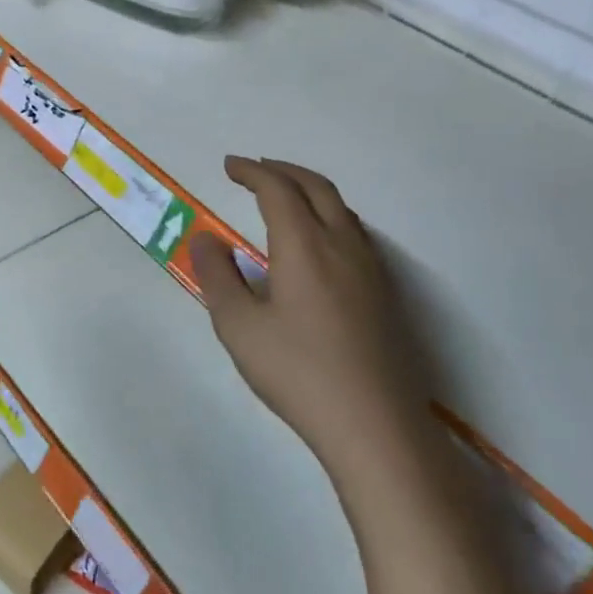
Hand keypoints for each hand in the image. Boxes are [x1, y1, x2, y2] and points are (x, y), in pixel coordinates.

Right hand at [190, 157, 421, 462]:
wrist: (376, 427)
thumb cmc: (298, 374)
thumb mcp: (239, 327)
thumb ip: (218, 276)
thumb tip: (206, 239)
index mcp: (304, 245)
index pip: (277, 189)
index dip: (252, 171)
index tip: (230, 166)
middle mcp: (342, 245)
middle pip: (316, 187)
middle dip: (283, 170)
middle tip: (255, 170)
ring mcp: (371, 269)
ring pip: (341, 208)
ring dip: (309, 190)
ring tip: (285, 198)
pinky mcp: (386, 294)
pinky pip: (356, 232)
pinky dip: (330, 214)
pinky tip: (320, 242)